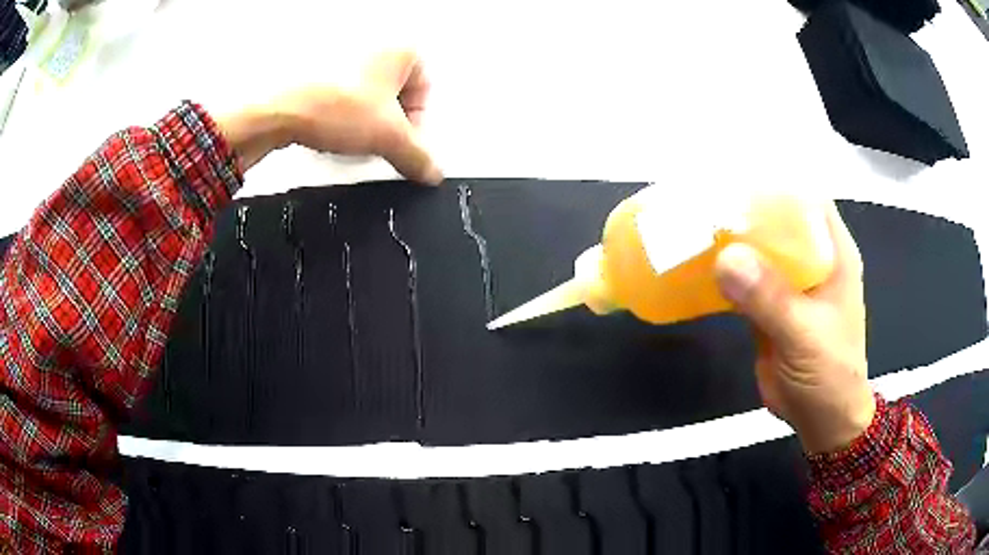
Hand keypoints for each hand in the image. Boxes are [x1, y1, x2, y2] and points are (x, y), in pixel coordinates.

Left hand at [277, 50, 441, 184]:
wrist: (278, 108)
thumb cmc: (333, 104)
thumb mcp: (389, 137)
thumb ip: (418, 156)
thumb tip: (432, 170)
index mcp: (402, 49)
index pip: (425, 91)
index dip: (417, 123)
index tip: (404, 145)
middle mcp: (375, 44)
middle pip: (396, 94)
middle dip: (390, 123)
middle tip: (378, 142)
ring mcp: (344, 54)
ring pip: (368, 96)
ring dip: (365, 120)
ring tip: (351, 137)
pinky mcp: (319, 69)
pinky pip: (342, 95)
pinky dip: (342, 115)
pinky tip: (332, 130)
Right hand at [714, 202, 874, 453]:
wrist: (821, 420)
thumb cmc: (829, 374)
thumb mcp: (805, 335)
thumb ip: (771, 297)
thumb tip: (725, 257)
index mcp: (832, 252)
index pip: (806, 197)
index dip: (775, 179)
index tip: (735, 171)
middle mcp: (812, 258)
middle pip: (777, 218)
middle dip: (743, 206)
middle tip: (701, 194)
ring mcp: (790, 282)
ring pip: (758, 248)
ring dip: (729, 238)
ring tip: (691, 222)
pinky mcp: (770, 305)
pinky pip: (745, 279)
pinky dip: (724, 271)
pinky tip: (696, 264)